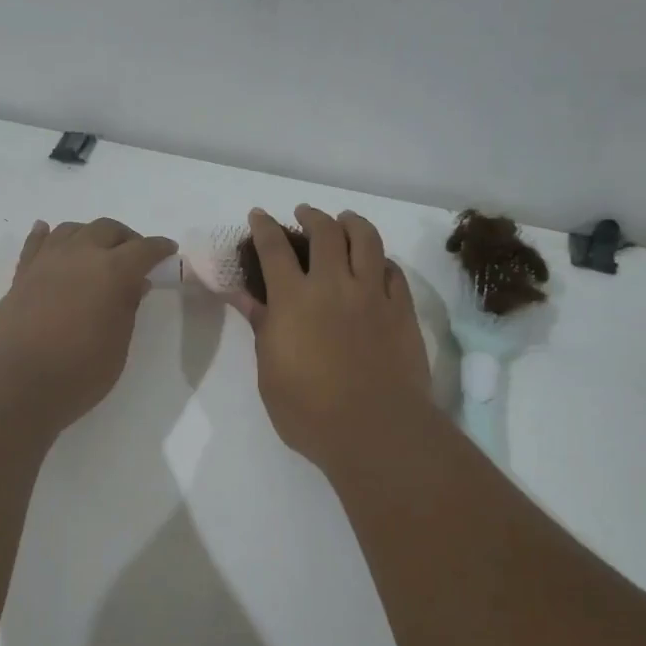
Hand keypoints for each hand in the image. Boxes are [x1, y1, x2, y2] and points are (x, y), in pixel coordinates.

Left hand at [0, 218, 177, 431]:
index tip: (168, 251)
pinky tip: (48, 232)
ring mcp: (46, 262)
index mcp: (112, 271)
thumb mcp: (117, 346)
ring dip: (89, 234)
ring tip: (96, 250)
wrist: (12, 383)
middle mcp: (80, 255)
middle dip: (125, 238)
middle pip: (107, 229)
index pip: (143, 249)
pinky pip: (36, 243)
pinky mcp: (21, 275)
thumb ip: (127, 309)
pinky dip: (46, 234)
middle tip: (134, 256)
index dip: (159, 248)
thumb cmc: (76, 372)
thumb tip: (134, 284)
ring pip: (72, 229)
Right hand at [240, 206, 431, 467]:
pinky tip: (376, 263)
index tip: (259, 215)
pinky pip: (393, 270)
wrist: (376, 430)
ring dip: (351, 222)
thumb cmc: (309, 411)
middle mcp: (334, 285)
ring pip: (366, 239)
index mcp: (294, 299)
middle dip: (311, 215)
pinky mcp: (402, 310)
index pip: (274, 248)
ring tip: (344, 220)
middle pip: (325, 231)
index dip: (264, 226)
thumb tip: (243, 295)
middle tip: (304, 214)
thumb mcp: (270, 372)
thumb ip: (261, 326)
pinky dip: (380, 259)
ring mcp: (373, 294)